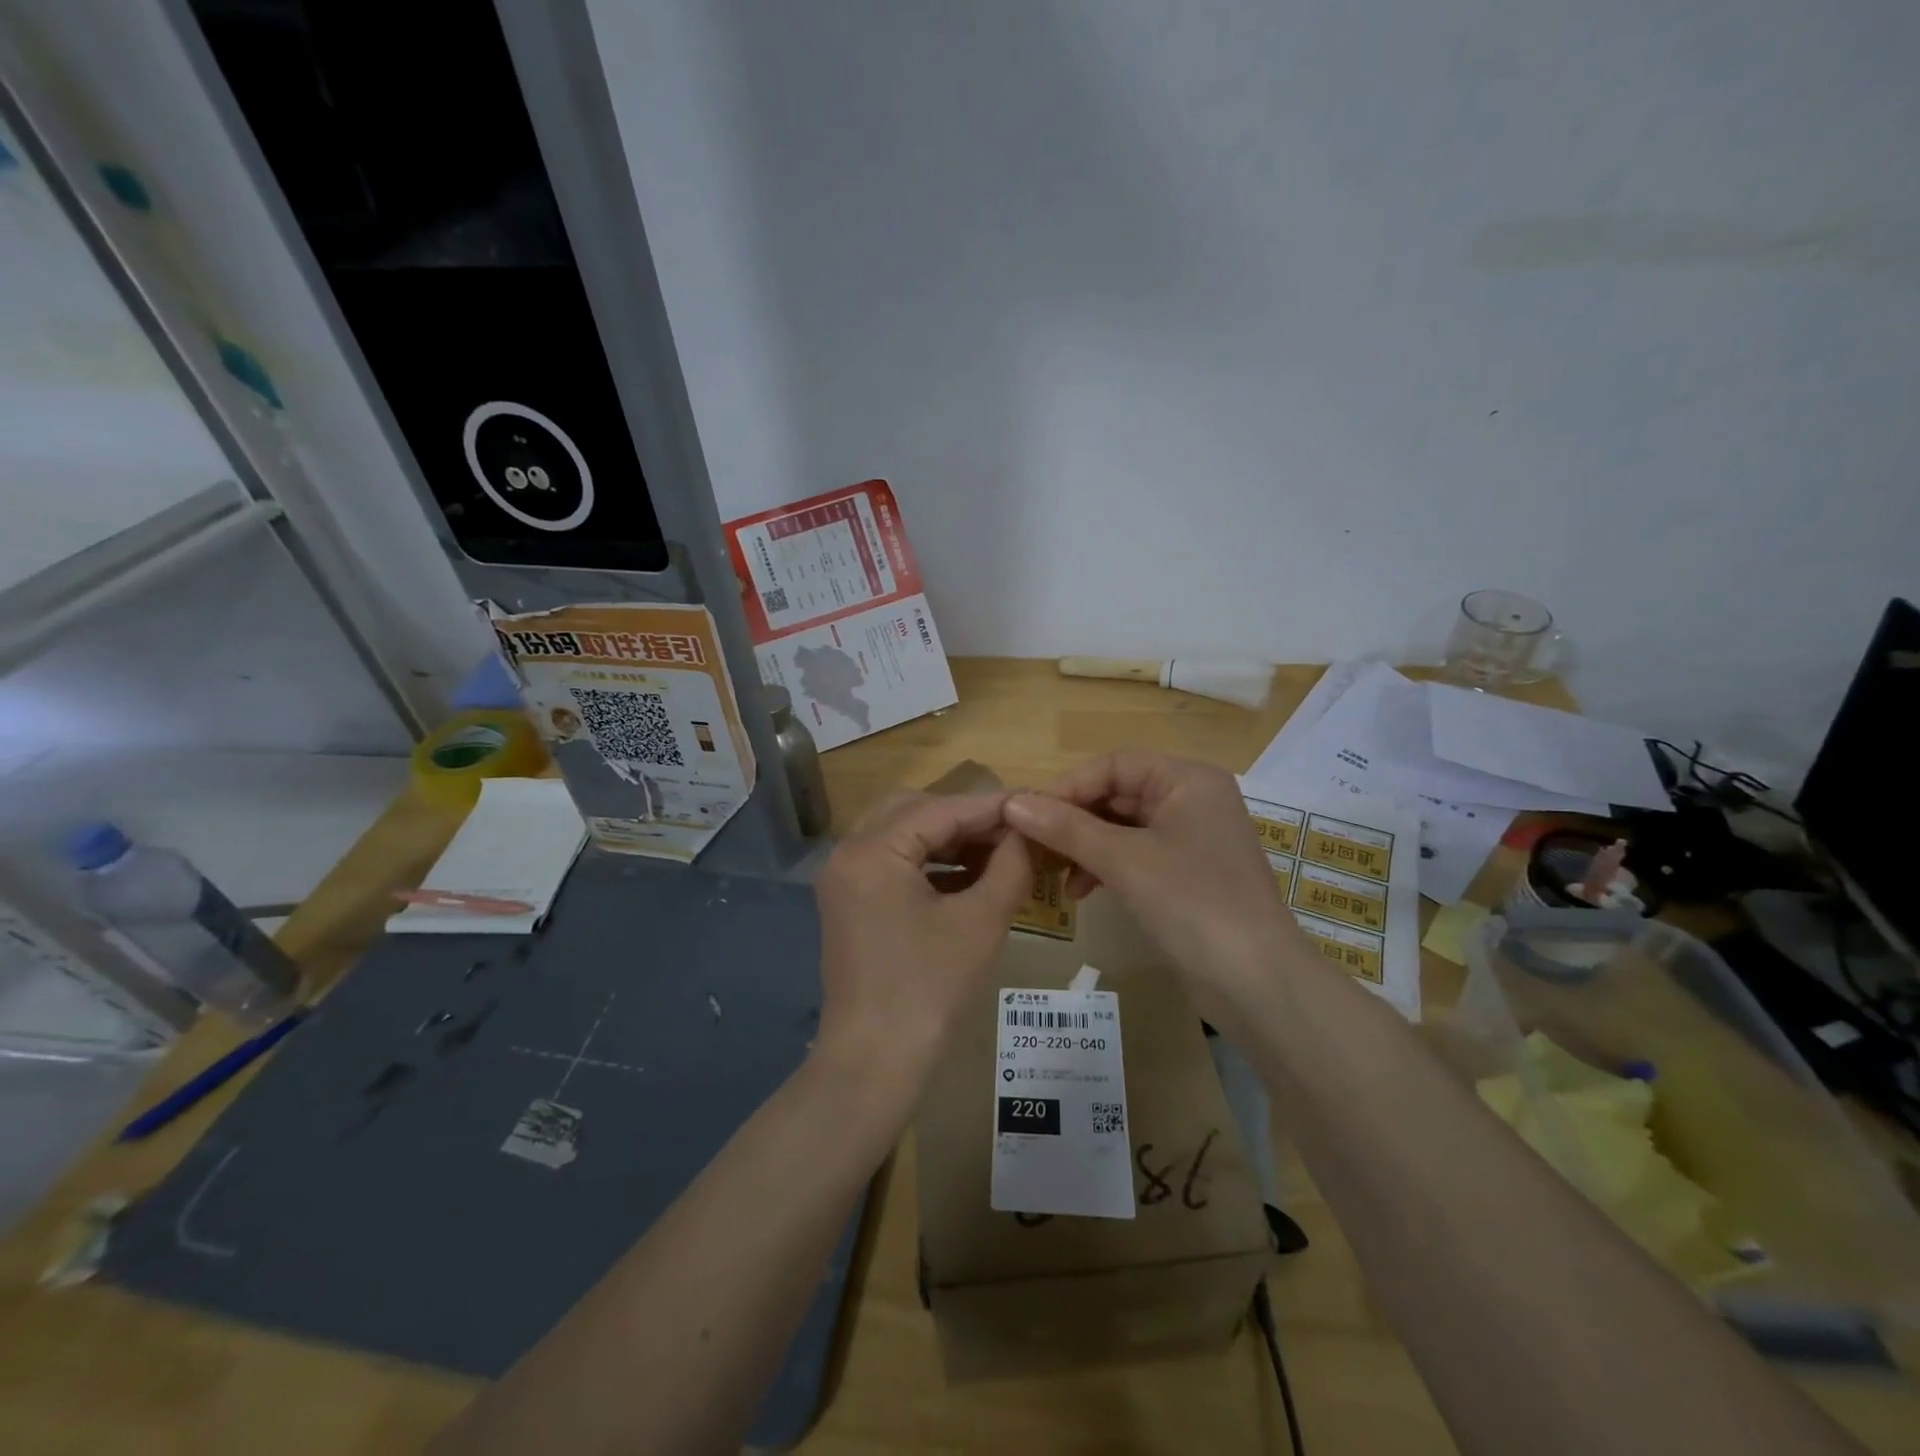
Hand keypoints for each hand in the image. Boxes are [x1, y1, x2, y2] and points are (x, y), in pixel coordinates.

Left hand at [812, 791, 1031, 1096]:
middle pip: (914, 811)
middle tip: (1014, 829)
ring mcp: (844, 879)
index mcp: (871, 850)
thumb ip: (1011, 865)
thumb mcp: (981, 921)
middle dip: (967, 817)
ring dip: (949, 839)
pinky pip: (893, 863)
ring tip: (999, 850)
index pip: (941, 809)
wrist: (874, 1063)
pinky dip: (930, 863)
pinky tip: (970, 876)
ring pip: (902, 835)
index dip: (992, 806)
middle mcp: (848, 853)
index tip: (1036, 803)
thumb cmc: (930, 989)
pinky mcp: (850, 903)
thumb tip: (1032, 831)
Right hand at [1004, 753, 1301, 1022]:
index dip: (1068, 787)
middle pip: (1118, 794)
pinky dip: (1106, 867)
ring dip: (1086, 846)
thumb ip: (1067, 828)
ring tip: (1052, 872)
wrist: (1257, 982)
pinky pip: (1136, 854)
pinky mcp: (1188, 873)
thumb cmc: (1193, 903)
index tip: (1028, 815)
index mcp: (1188, 780)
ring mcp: (1192, 837)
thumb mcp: (1124, 861)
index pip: (1114, 765)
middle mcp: (1193, 799)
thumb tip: (1013, 804)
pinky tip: (1081, 891)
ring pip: (1123, 827)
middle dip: (1074, 820)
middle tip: (1032, 845)